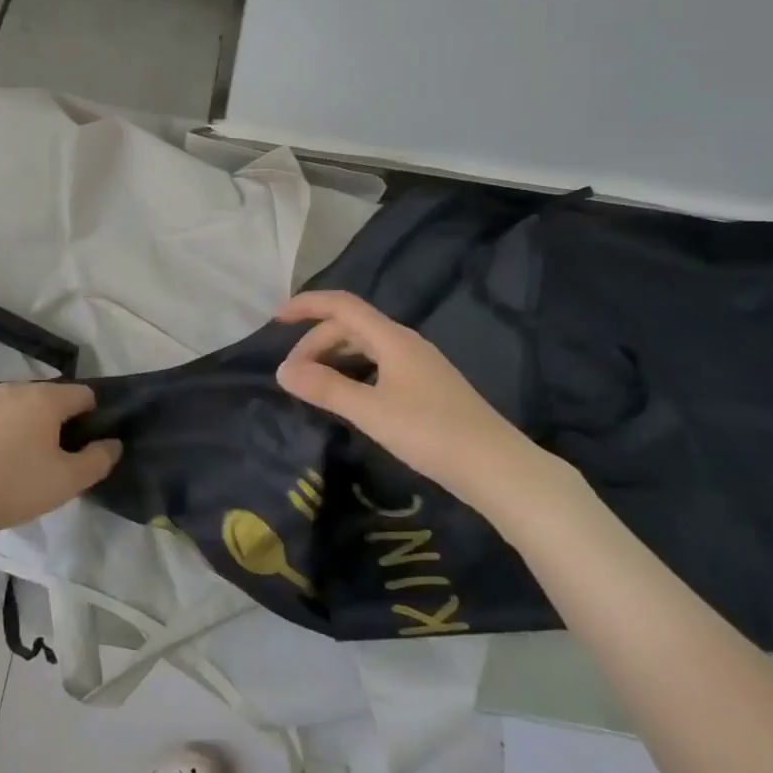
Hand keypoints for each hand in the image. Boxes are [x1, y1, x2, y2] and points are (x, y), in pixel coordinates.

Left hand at [0, 382, 120, 541]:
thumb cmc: (11, 487)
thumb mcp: (66, 482)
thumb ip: (98, 460)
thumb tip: (113, 443)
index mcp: (46, 398)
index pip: (83, 394)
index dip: (92, 417)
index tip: (84, 445)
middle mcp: (16, 386)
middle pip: (50, 396)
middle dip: (58, 419)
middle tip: (53, 457)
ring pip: (19, 402)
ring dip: (27, 420)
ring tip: (20, 456)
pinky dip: (0, 425)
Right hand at [274, 290, 572, 516]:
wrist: (497, 467)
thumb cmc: (431, 434)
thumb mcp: (371, 412)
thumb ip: (326, 389)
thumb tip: (282, 371)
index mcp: (392, 339)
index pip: (342, 305)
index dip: (307, 305)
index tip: (275, 319)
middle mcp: (405, 342)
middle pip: (351, 326)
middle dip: (315, 342)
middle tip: (292, 376)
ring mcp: (419, 364)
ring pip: (365, 346)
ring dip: (334, 357)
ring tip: (313, 384)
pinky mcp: (426, 386)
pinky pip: (378, 364)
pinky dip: (353, 371)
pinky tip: (348, 397)